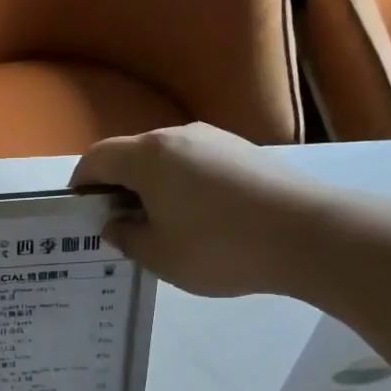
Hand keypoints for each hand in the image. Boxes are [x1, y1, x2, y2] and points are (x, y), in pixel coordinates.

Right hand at [70, 123, 311, 297]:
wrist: (309, 234)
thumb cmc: (220, 247)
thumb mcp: (159, 255)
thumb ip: (126, 237)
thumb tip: (115, 223)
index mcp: (148, 156)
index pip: (97, 158)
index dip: (81, 183)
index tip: (81, 212)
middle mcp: (179, 136)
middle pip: (132, 155)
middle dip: (117, 186)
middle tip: (118, 225)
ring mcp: (216, 140)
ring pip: (167, 160)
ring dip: (152, 187)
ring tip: (160, 226)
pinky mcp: (244, 152)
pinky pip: (197, 164)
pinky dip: (183, 186)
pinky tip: (198, 220)